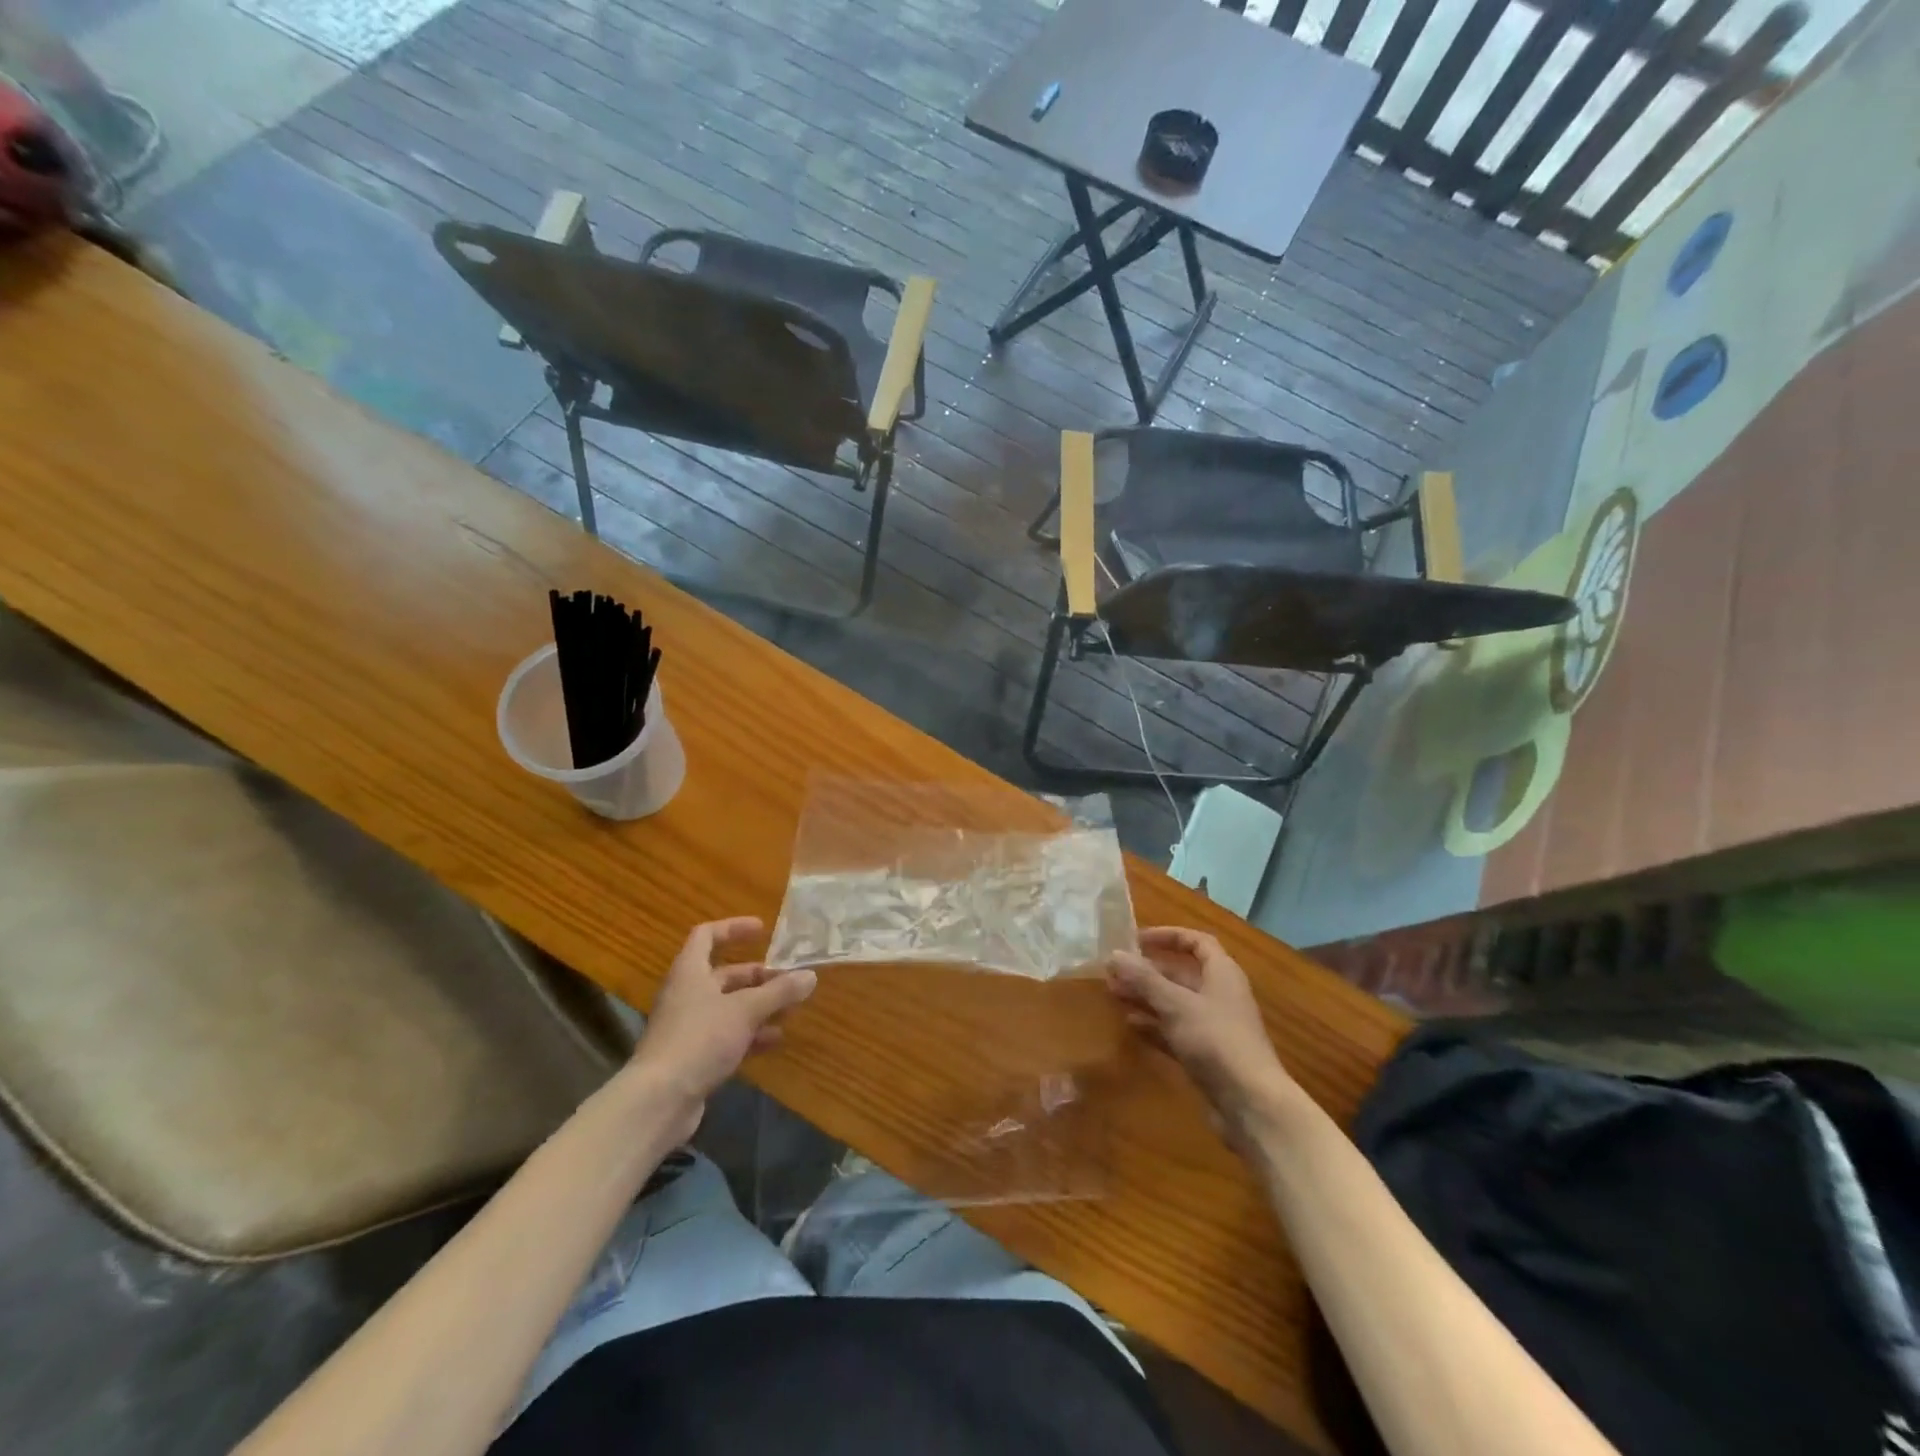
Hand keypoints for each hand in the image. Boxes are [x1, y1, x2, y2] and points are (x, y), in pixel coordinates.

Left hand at [630, 918, 816, 1137]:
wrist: (658, 1101)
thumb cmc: (700, 1039)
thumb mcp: (746, 1010)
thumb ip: (779, 992)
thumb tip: (810, 975)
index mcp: (690, 972)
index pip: (707, 936)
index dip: (733, 928)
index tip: (762, 930)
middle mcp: (686, 995)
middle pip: (723, 975)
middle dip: (757, 976)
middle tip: (787, 979)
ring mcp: (687, 1027)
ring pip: (728, 1007)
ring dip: (758, 1007)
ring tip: (789, 1011)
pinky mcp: (692, 1057)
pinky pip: (725, 1036)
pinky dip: (749, 1035)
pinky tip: (773, 1041)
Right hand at [1107, 927, 1297, 1144]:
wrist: (1251, 1104)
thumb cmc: (1216, 1041)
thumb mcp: (1176, 1004)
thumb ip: (1144, 979)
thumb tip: (1114, 954)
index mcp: (1222, 974)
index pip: (1197, 942)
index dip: (1168, 936)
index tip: (1137, 939)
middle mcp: (1219, 996)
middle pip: (1181, 974)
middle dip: (1148, 971)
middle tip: (1114, 971)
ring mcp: (1213, 1027)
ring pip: (1175, 1003)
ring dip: (1146, 997)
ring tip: (1114, 994)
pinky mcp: (1206, 1055)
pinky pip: (1175, 1031)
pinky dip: (1154, 1025)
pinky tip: (1130, 1025)